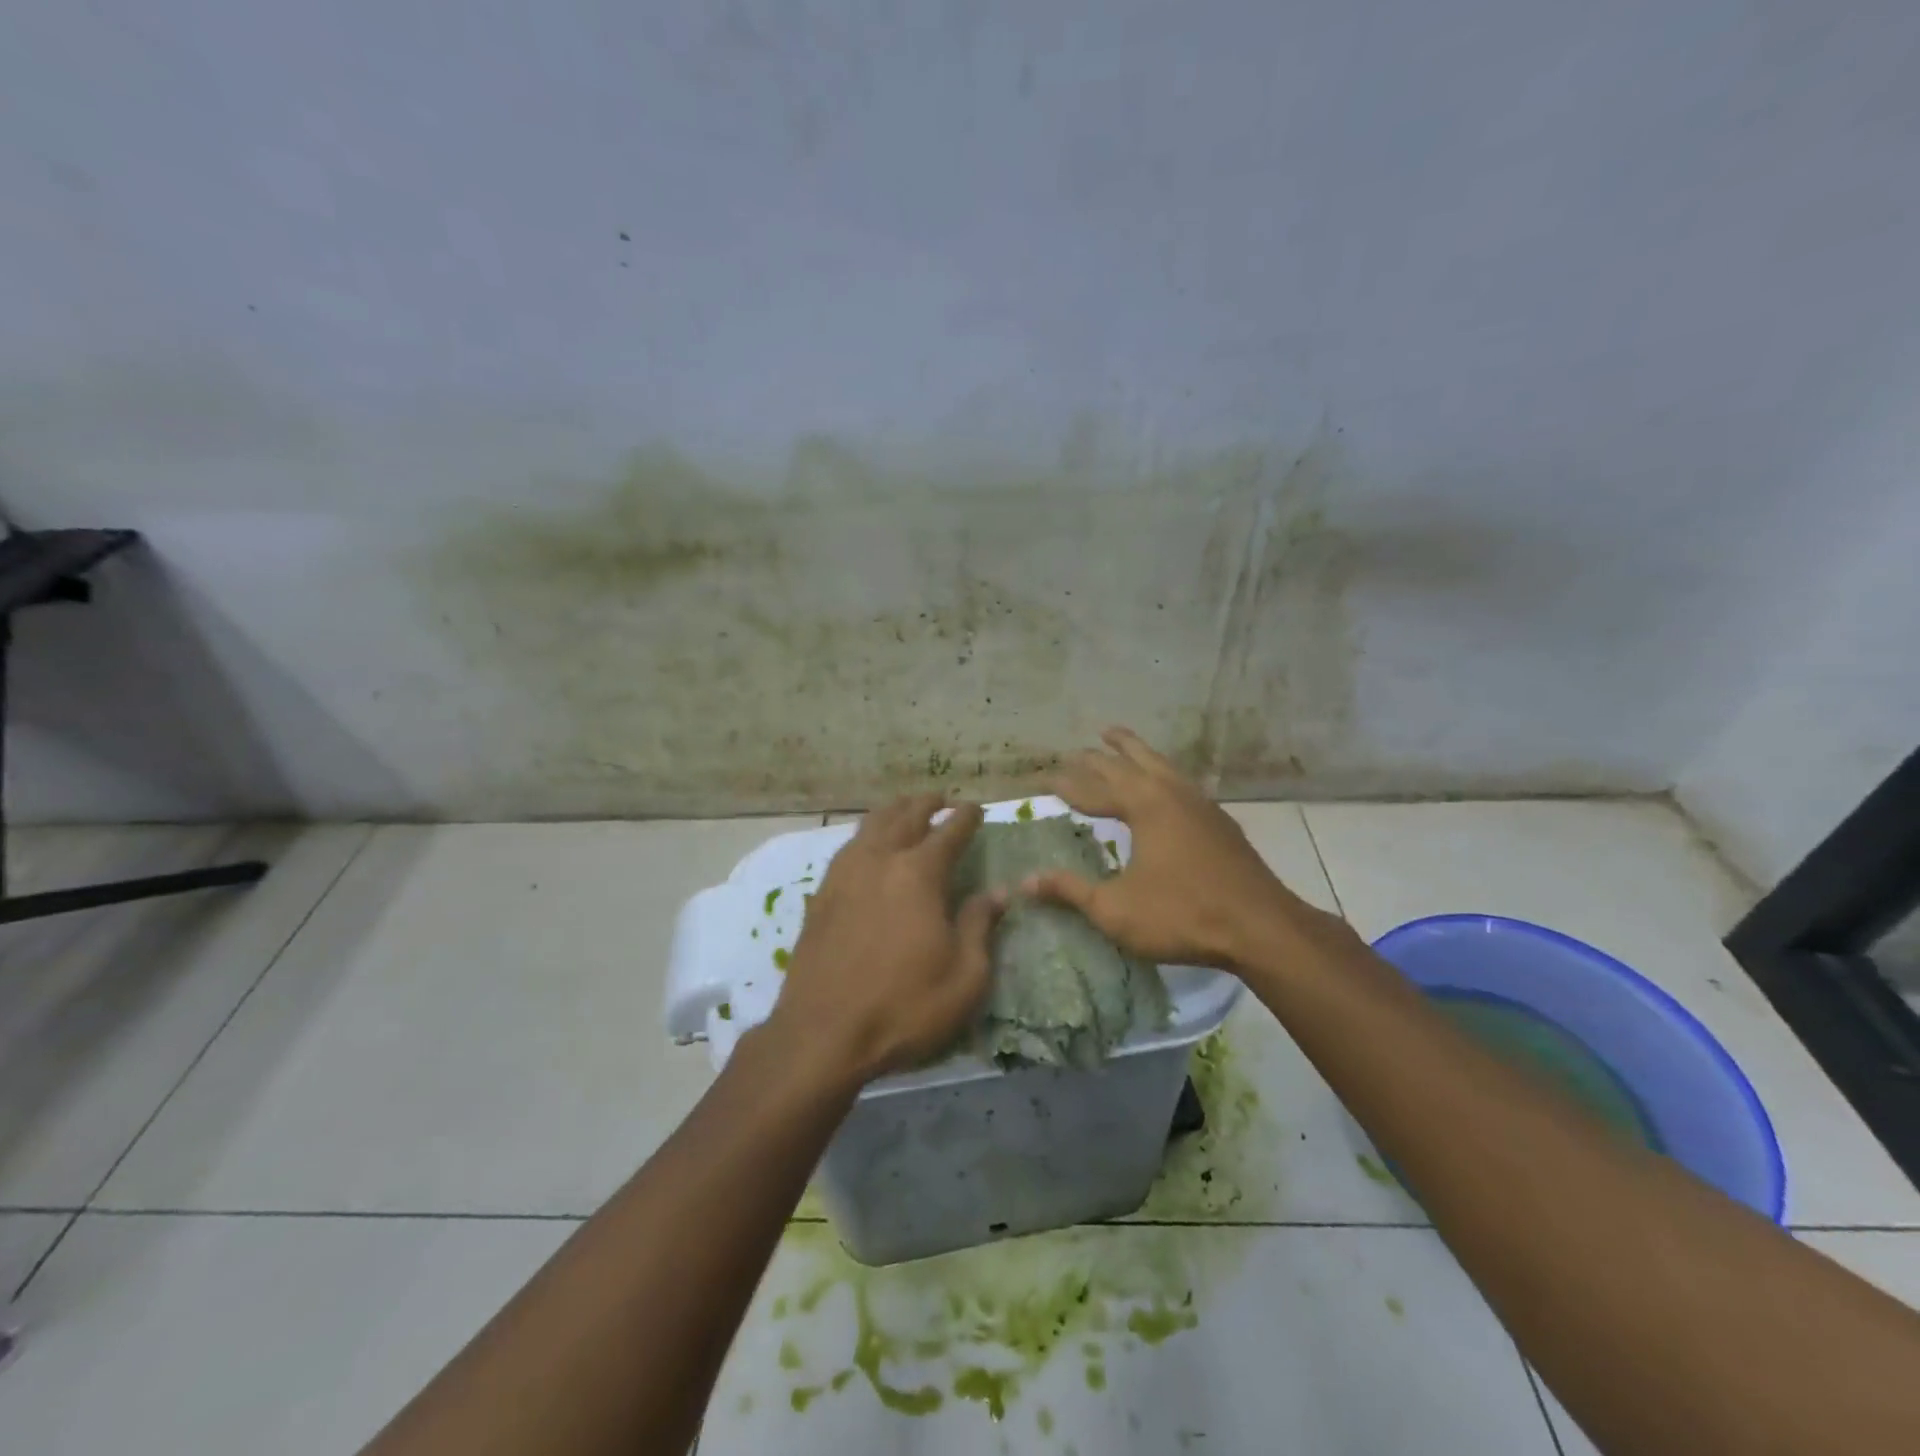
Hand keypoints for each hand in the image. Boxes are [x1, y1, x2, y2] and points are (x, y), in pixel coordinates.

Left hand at [770, 795, 1002, 1082]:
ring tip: (906, 809)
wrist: (822, 1034)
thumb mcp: (964, 977)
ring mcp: (845, 875)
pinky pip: (848, 847)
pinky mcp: (821, 894)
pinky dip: (865, 834)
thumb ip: (980, 926)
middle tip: (942, 799)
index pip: (948, 832)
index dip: (965, 817)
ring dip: (893, 811)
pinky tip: (868, 844)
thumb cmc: (903, 1007)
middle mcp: (880, 861)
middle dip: (927, 803)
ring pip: (871, 825)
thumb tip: (998, 892)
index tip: (976, 807)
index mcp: (918, 875)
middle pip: (905, 816)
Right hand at [1023, 727, 1324, 970]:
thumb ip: (1070, 891)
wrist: (1261, 927)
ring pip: (1160, 764)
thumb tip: (1026, 881)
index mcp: (1144, 806)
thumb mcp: (1115, 909)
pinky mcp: (1219, 821)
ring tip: (1116, 736)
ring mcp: (1200, 804)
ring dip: (1133, 750)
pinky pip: (1180, 782)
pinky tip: (1163, 784)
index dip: (1069, 785)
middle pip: (1128, 764)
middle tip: (1076, 750)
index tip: (1047, 778)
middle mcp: (1171, 793)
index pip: (1096, 789)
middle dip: (1098, 758)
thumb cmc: (1182, 915)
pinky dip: (1160, 772)